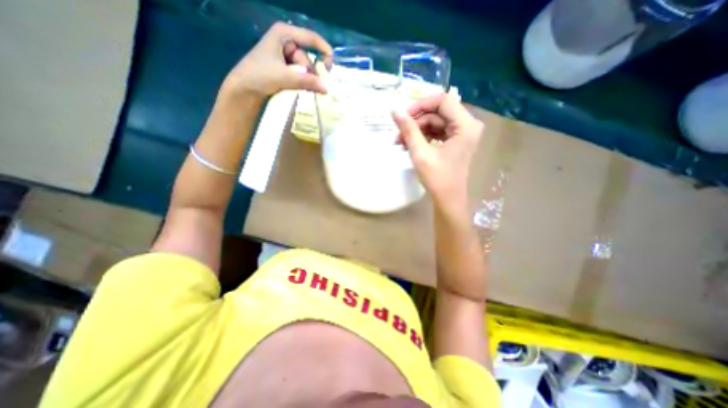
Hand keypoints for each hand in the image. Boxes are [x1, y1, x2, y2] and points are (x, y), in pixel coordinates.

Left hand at [222, 23, 330, 99]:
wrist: (244, 89)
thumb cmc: (260, 75)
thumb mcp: (285, 77)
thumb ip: (307, 81)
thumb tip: (326, 88)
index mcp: (284, 34)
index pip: (311, 38)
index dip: (324, 50)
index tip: (331, 67)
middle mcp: (286, 42)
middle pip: (307, 58)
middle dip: (309, 73)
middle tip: (306, 85)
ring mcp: (285, 55)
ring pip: (305, 69)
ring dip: (305, 80)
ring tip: (296, 87)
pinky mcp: (284, 68)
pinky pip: (300, 74)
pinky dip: (302, 82)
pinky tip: (298, 87)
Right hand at [393, 93, 482, 211]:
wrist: (448, 200)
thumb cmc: (437, 178)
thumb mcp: (420, 153)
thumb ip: (408, 130)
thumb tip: (394, 111)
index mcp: (466, 125)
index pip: (442, 101)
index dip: (420, 105)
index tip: (403, 116)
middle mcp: (468, 125)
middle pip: (438, 112)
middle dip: (416, 122)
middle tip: (398, 134)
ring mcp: (463, 133)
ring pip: (436, 122)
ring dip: (417, 130)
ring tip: (401, 143)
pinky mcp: (456, 141)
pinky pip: (438, 131)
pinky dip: (423, 137)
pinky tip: (410, 145)